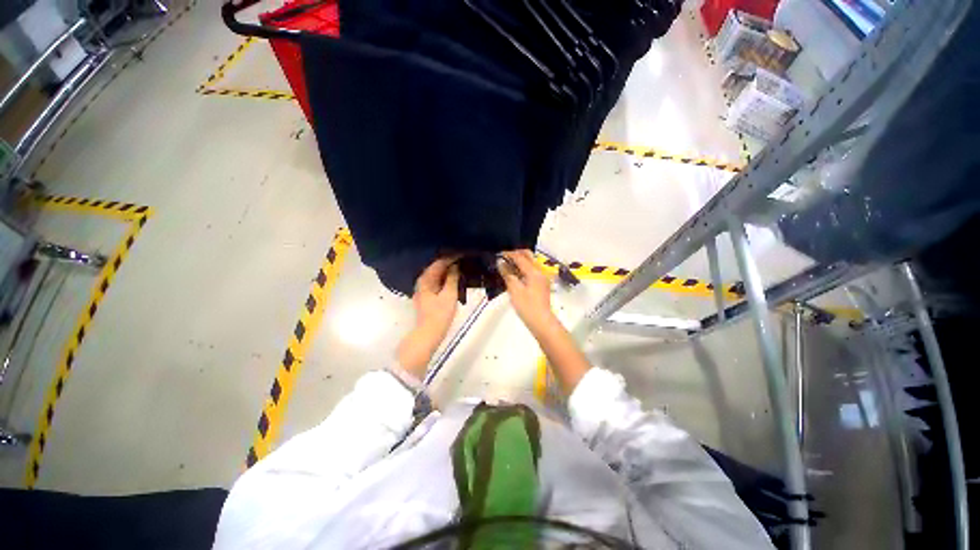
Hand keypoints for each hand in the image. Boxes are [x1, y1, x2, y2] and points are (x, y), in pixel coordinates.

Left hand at [397, 258, 460, 375]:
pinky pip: (437, 283)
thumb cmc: (439, 314)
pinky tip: (455, 280)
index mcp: (426, 279)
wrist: (428, 335)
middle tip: (465, 260)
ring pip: (437, 276)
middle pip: (436, 268)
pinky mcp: (427, 297)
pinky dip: (446, 280)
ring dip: (448, 272)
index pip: (439, 262)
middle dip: (450, 263)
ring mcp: (423, 290)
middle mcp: (422, 282)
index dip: (452, 257)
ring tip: (462, 268)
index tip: (464, 253)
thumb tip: (456, 265)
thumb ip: (452, 278)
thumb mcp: (449, 295)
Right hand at [497, 250, 556, 333]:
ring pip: (531, 262)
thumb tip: (501, 262)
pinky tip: (515, 275)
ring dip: (520, 261)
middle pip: (529, 256)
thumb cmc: (527, 306)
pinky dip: (524, 268)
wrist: (541, 321)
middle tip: (504, 257)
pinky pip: (532, 270)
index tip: (498, 254)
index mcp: (534, 272)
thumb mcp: (514, 290)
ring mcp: (542, 278)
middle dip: (516, 254)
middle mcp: (540, 271)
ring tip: (508, 265)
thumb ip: (507, 274)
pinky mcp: (542, 284)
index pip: (520, 257)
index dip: (509, 254)